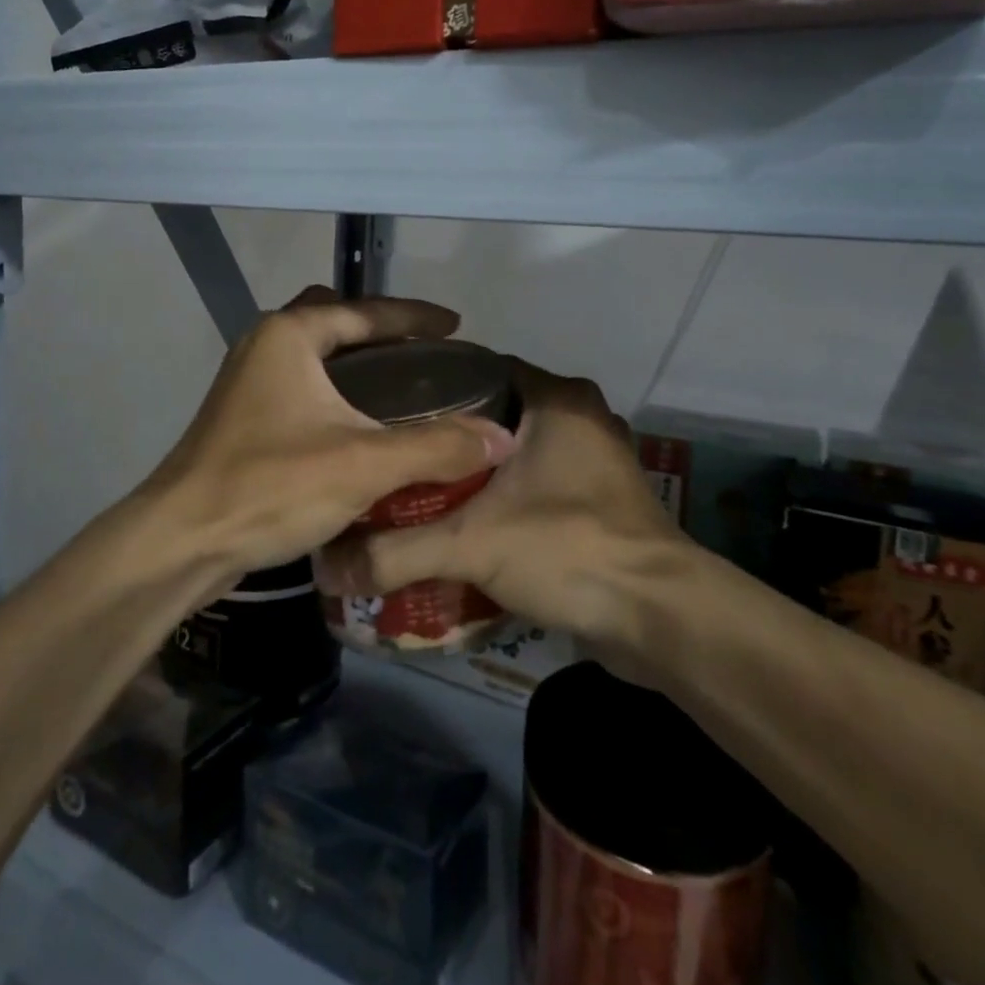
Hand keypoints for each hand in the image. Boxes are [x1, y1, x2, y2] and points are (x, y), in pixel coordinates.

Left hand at [144, 288, 515, 580]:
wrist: (181, 541)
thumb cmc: (270, 486)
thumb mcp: (364, 464)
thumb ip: (436, 447)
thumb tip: (502, 437)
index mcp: (289, 335)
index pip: (366, 310)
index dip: (416, 316)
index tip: (456, 326)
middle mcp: (264, 346)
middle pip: (334, 320)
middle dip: (379, 330)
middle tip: (422, 353)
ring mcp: (248, 382)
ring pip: (315, 355)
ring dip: (356, 362)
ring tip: (401, 385)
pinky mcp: (243, 418)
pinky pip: (302, 387)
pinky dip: (335, 391)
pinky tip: (361, 425)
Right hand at [317, 360, 690, 652]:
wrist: (658, 617)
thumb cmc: (568, 548)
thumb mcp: (471, 544)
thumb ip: (396, 551)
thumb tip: (327, 566)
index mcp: (557, 399)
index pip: (480, 368)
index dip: (433, 385)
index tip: (389, 408)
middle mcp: (582, 416)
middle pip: (498, 410)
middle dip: (450, 432)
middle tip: (399, 452)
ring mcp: (598, 458)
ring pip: (522, 448)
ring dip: (481, 467)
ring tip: (425, 484)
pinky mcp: (604, 498)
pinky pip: (543, 480)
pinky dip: (510, 494)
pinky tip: (472, 518)